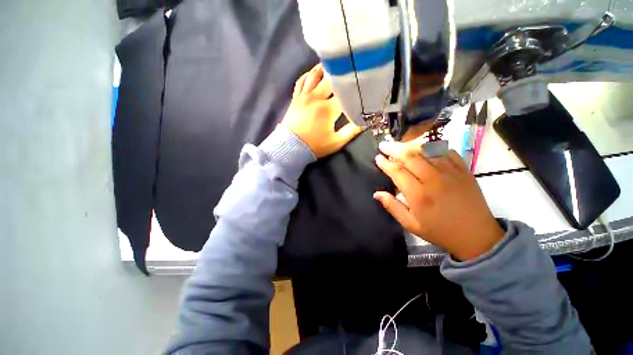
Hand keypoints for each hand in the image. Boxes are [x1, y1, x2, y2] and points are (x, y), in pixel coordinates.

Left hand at [280, 64, 362, 157]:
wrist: (291, 148)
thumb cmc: (315, 146)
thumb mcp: (336, 142)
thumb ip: (351, 131)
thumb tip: (365, 122)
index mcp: (328, 109)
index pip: (345, 93)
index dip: (355, 89)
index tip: (362, 85)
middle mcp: (316, 98)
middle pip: (331, 80)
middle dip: (342, 74)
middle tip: (350, 69)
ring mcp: (304, 96)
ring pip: (314, 75)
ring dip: (324, 68)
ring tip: (333, 63)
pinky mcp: (295, 98)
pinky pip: (301, 81)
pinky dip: (307, 75)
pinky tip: (313, 73)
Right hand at [373, 138, 504, 260]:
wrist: (476, 236)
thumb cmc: (439, 231)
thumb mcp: (411, 224)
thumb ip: (392, 207)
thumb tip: (376, 193)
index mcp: (419, 195)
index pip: (397, 172)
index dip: (385, 163)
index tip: (377, 158)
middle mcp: (434, 180)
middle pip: (410, 157)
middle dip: (394, 149)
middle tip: (384, 145)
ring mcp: (451, 173)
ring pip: (427, 151)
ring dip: (410, 145)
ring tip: (400, 144)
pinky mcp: (464, 170)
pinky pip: (447, 151)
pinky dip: (434, 147)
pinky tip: (425, 148)